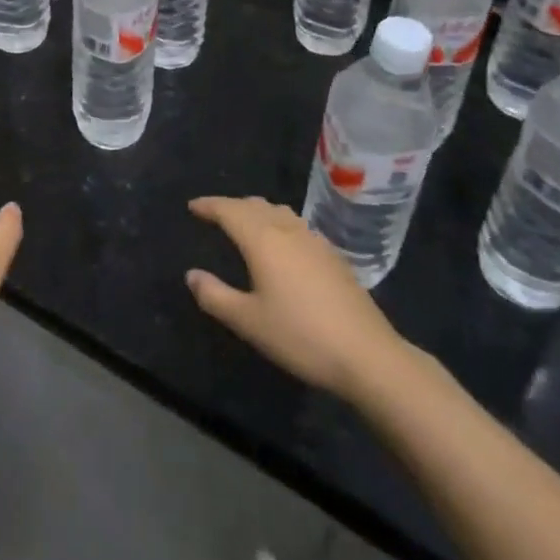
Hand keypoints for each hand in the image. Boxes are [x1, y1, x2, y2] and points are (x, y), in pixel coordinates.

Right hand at [186, 196, 407, 401]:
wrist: (367, 354)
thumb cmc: (300, 336)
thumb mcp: (248, 322)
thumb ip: (215, 296)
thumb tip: (192, 275)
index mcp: (263, 240)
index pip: (229, 210)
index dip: (209, 205)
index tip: (193, 206)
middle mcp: (287, 230)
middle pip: (254, 205)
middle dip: (231, 206)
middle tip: (214, 214)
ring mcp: (314, 240)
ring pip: (278, 212)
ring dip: (256, 211)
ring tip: (245, 223)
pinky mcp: (333, 255)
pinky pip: (295, 225)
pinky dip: (277, 223)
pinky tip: (282, 244)